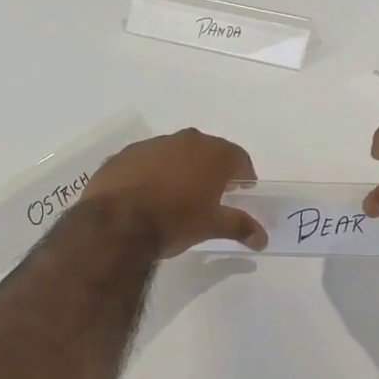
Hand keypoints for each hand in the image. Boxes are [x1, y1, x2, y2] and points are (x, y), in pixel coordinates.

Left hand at [81, 128, 266, 256]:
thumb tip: (262, 237)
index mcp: (212, 153)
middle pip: (207, 151)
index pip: (239, 158)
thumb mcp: (211, 226)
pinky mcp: (124, 154)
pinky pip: (146, 161)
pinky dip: (151, 173)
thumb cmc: (174, 221)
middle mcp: (185, 140)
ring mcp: (152, 144)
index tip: (242, 191)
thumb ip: (239, 226)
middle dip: (212, 169)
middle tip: (211, 194)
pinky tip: (146, 196)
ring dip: (180, 169)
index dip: (244, 175)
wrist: (116, 224)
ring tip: (176, 196)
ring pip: (174, 153)